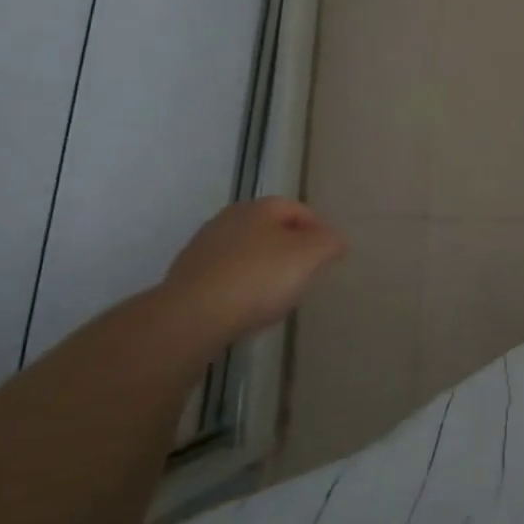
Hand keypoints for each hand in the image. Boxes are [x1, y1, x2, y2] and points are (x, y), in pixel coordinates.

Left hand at [163, 199, 346, 340]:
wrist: (192, 316)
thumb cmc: (259, 278)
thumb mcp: (310, 256)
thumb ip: (330, 243)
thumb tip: (336, 239)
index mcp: (259, 207)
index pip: (298, 209)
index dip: (318, 229)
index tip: (328, 256)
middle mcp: (229, 218)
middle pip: (270, 229)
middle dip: (290, 247)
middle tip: (305, 273)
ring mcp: (203, 247)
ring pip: (246, 251)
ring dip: (263, 267)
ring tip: (276, 295)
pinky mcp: (187, 276)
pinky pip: (225, 275)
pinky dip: (240, 285)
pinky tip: (246, 307)